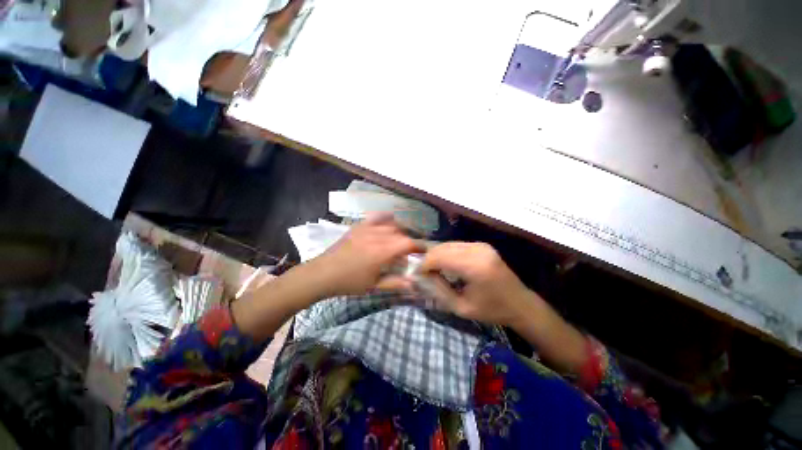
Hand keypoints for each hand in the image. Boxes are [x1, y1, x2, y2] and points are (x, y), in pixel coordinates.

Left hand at [310, 213, 421, 296]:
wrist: (323, 273)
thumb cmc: (349, 282)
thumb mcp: (373, 285)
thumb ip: (395, 283)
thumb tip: (414, 284)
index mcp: (382, 252)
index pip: (408, 243)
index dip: (419, 246)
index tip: (423, 251)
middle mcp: (377, 236)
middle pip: (401, 233)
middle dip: (407, 242)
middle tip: (407, 253)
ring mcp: (367, 228)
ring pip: (390, 225)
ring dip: (398, 232)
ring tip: (398, 241)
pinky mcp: (358, 226)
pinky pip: (376, 217)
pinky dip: (385, 219)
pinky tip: (388, 223)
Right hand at [418, 242, 539, 326]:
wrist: (520, 304)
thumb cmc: (491, 310)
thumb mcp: (461, 308)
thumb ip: (438, 290)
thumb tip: (420, 277)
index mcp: (474, 267)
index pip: (439, 257)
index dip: (424, 264)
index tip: (415, 274)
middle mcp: (477, 250)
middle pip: (442, 247)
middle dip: (428, 258)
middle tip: (422, 273)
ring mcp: (481, 245)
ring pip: (448, 244)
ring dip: (437, 255)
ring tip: (432, 269)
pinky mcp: (482, 245)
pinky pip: (457, 245)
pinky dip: (446, 253)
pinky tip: (445, 264)